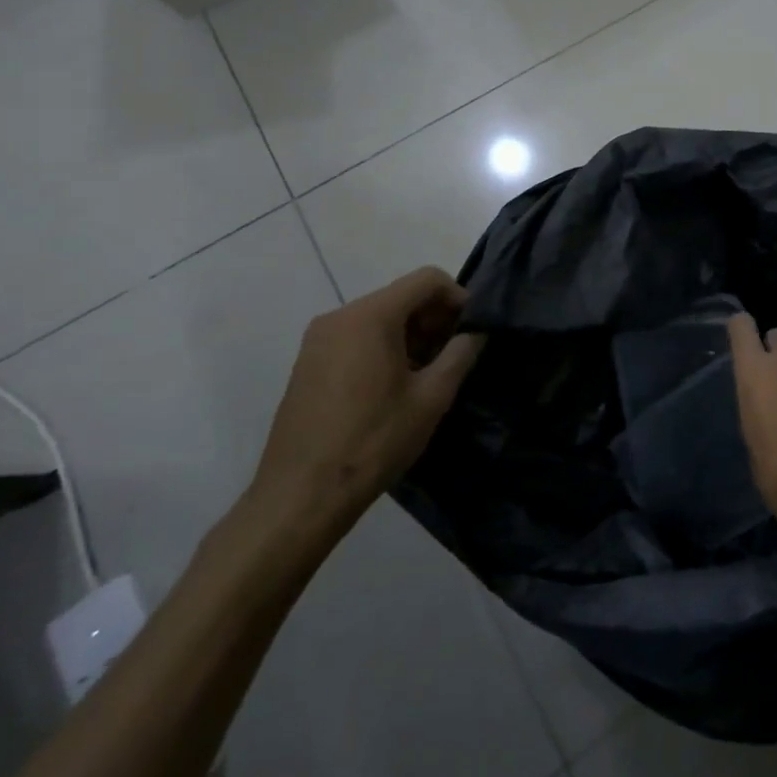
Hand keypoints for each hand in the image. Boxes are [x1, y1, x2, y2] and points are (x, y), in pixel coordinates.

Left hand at [248, 267, 483, 536]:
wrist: (300, 496)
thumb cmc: (373, 441)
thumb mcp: (432, 398)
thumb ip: (461, 354)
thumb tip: (476, 332)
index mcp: (370, 316)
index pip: (427, 279)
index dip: (458, 297)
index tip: (472, 331)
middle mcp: (339, 316)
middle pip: (402, 296)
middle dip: (435, 319)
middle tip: (455, 355)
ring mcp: (318, 340)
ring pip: (380, 318)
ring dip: (412, 335)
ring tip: (429, 375)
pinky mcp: (308, 364)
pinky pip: (357, 338)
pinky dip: (385, 348)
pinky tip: (396, 386)